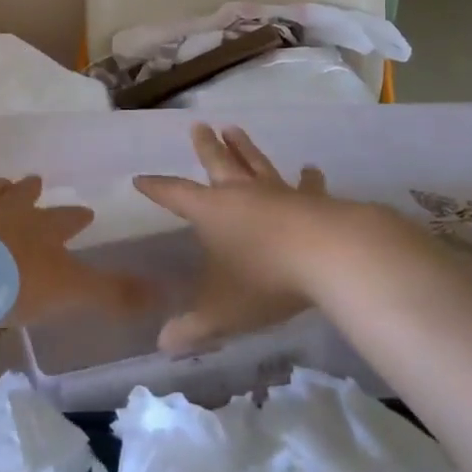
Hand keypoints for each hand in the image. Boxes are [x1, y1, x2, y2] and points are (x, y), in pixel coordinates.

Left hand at [0, 175, 155, 325]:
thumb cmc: (19, 282)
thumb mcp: (73, 290)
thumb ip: (113, 293)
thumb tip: (160, 294)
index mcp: (42, 229)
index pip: (66, 218)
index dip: (76, 216)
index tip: (86, 212)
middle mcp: (8, 213)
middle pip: (22, 194)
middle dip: (30, 189)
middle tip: (35, 181)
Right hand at [134, 125, 337, 354]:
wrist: (330, 256)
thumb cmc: (266, 279)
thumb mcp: (223, 311)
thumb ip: (194, 326)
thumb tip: (163, 345)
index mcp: (212, 212)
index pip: (175, 195)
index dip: (157, 188)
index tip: (141, 178)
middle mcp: (241, 194)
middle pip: (218, 163)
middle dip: (206, 147)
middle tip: (198, 126)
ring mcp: (279, 193)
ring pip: (256, 164)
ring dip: (245, 148)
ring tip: (235, 129)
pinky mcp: (314, 201)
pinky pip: (307, 186)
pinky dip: (308, 178)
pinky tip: (311, 169)